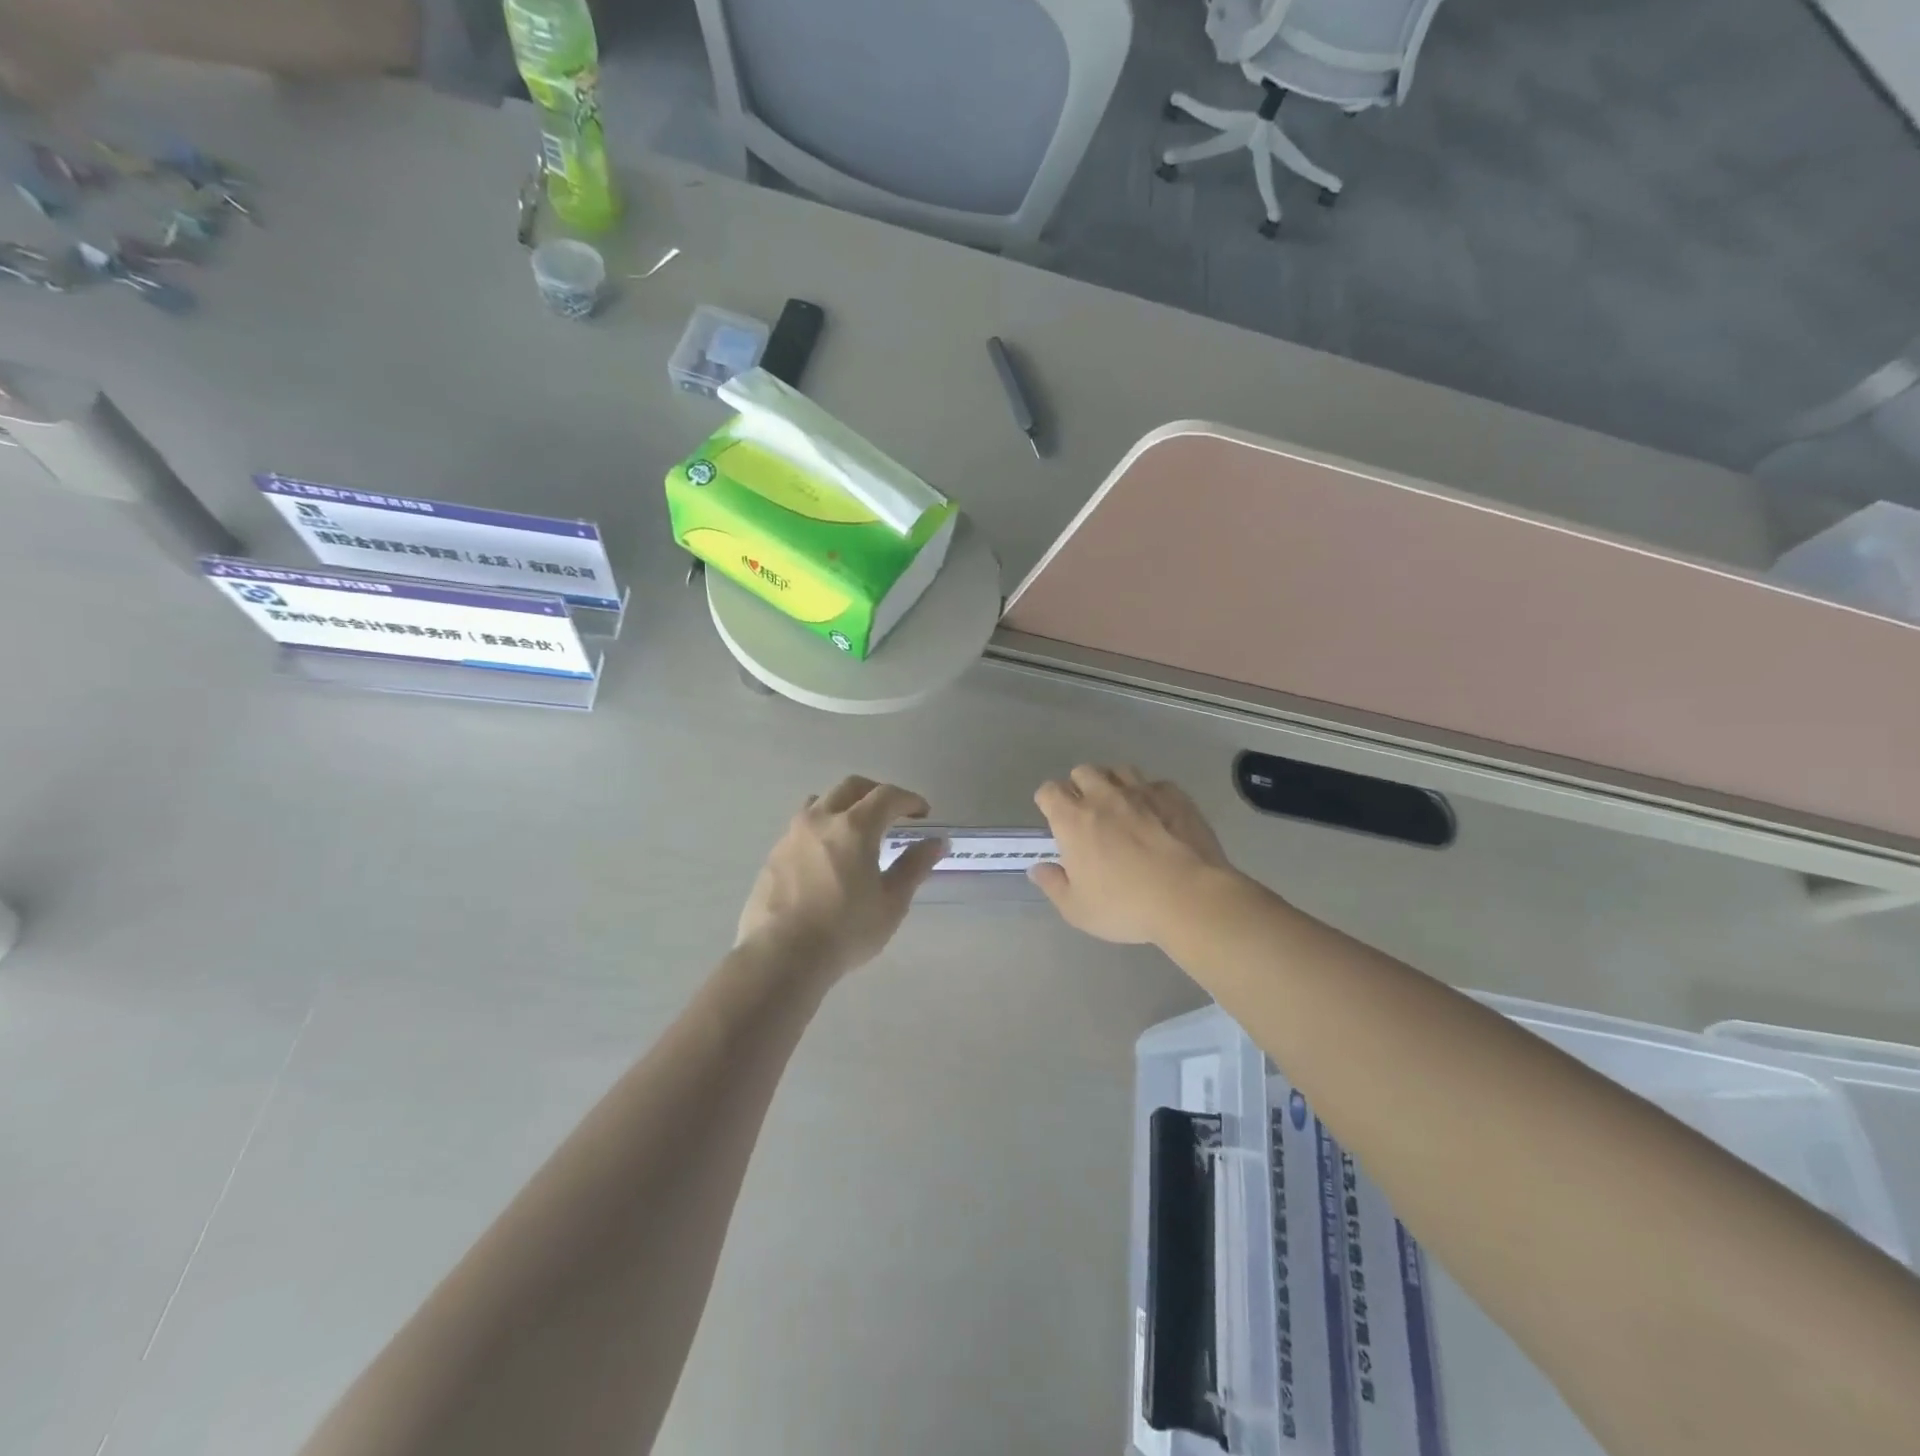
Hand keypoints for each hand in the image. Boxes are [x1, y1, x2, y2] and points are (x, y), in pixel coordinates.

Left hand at [736, 776, 946, 978]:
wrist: (781, 956)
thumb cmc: (845, 931)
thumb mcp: (891, 903)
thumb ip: (914, 867)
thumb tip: (937, 842)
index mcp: (854, 827)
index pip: (886, 796)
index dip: (909, 800)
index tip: (923, 813)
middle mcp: (820, 820)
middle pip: (851, 787)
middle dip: (876, 792)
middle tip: (893, 812)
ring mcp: (792, 835)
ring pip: (821, 801)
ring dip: (844, 805)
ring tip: (856, 829)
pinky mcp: (774, 855)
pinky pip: (802, 827)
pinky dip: (822, 828)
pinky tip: (827, 857)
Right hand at [1031, 765, 1237, 944]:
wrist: (1190, 898)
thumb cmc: (1126, 906)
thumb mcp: (1077, 909)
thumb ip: (1053, 885)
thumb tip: (1038, 869)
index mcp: (1073, 820)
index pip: (1049, 791)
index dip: (1048, 801)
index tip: (1054, 818)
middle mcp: (1104, 796)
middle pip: (1083, 772)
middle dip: (1080, 786)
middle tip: (1088, 812)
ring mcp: (1142, 792)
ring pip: (1119, 770)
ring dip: (1114, 783)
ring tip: (1121, 806)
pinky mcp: (1175, 796)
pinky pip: (1155, 784)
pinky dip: (1150, 794)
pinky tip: (1157, 814)